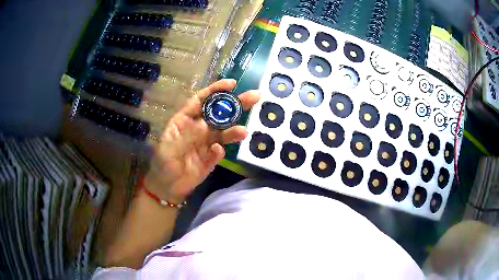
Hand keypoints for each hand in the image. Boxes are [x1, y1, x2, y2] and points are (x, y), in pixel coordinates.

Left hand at [145, 79, 259, 202]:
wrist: (167, 187)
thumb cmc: (163, 164)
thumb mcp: (169, 148)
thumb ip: (186, 136)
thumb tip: (204, 125)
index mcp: (185, 119)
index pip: (201, 100)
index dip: (216, 90)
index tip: (232, 84)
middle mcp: (198, 128)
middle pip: (218, 113)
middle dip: (235, 104)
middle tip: (254, 97)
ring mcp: (206, 143)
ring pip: (222, 132)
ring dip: (233, 130)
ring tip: (242, 132)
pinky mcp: (211, 158)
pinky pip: (218, 152)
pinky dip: (219, 151)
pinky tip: (217, 152)